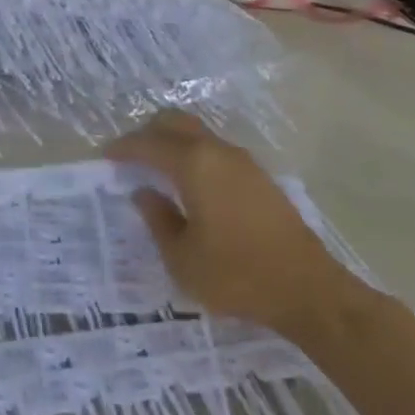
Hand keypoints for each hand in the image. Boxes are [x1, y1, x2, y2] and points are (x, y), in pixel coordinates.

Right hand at [109, 110, 364, 337]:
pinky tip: (190, 184)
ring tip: (157, 169)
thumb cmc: (237, 276)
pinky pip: (215, 150)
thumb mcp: (181, 258)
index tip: (105, 156)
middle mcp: (217, 152)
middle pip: (174, 122)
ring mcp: (243, 162)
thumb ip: (157, 220)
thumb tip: (143, 193)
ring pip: (197, 133)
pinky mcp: (260, 177)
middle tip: (130, 156)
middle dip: (147, 133)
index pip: (148, 144)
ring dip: (173, 142)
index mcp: (193, 165)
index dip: (123, 148)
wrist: (309, 291)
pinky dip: (194, 155)